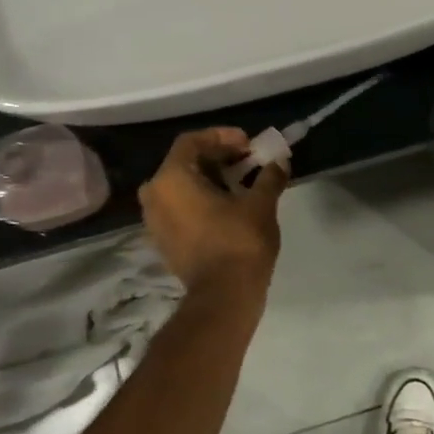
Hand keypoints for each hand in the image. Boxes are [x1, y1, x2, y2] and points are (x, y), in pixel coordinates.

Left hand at [139, 128, 288, 294]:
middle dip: (218, 157)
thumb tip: (279, 160)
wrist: (223, 297)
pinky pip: (179, 207)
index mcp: (171, 178)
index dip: (222, 137)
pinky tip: (228, 204)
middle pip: (185, 162)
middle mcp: (154, 195)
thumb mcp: (260, 204)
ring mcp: (154, 220)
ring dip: (210, 179)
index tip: (248, 143)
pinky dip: (201, 199)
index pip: (192, 141)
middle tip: (248, 159)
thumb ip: (268, 176)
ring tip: (241, 181)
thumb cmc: (239, 242)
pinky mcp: (163, 240)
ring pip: (181, 186)